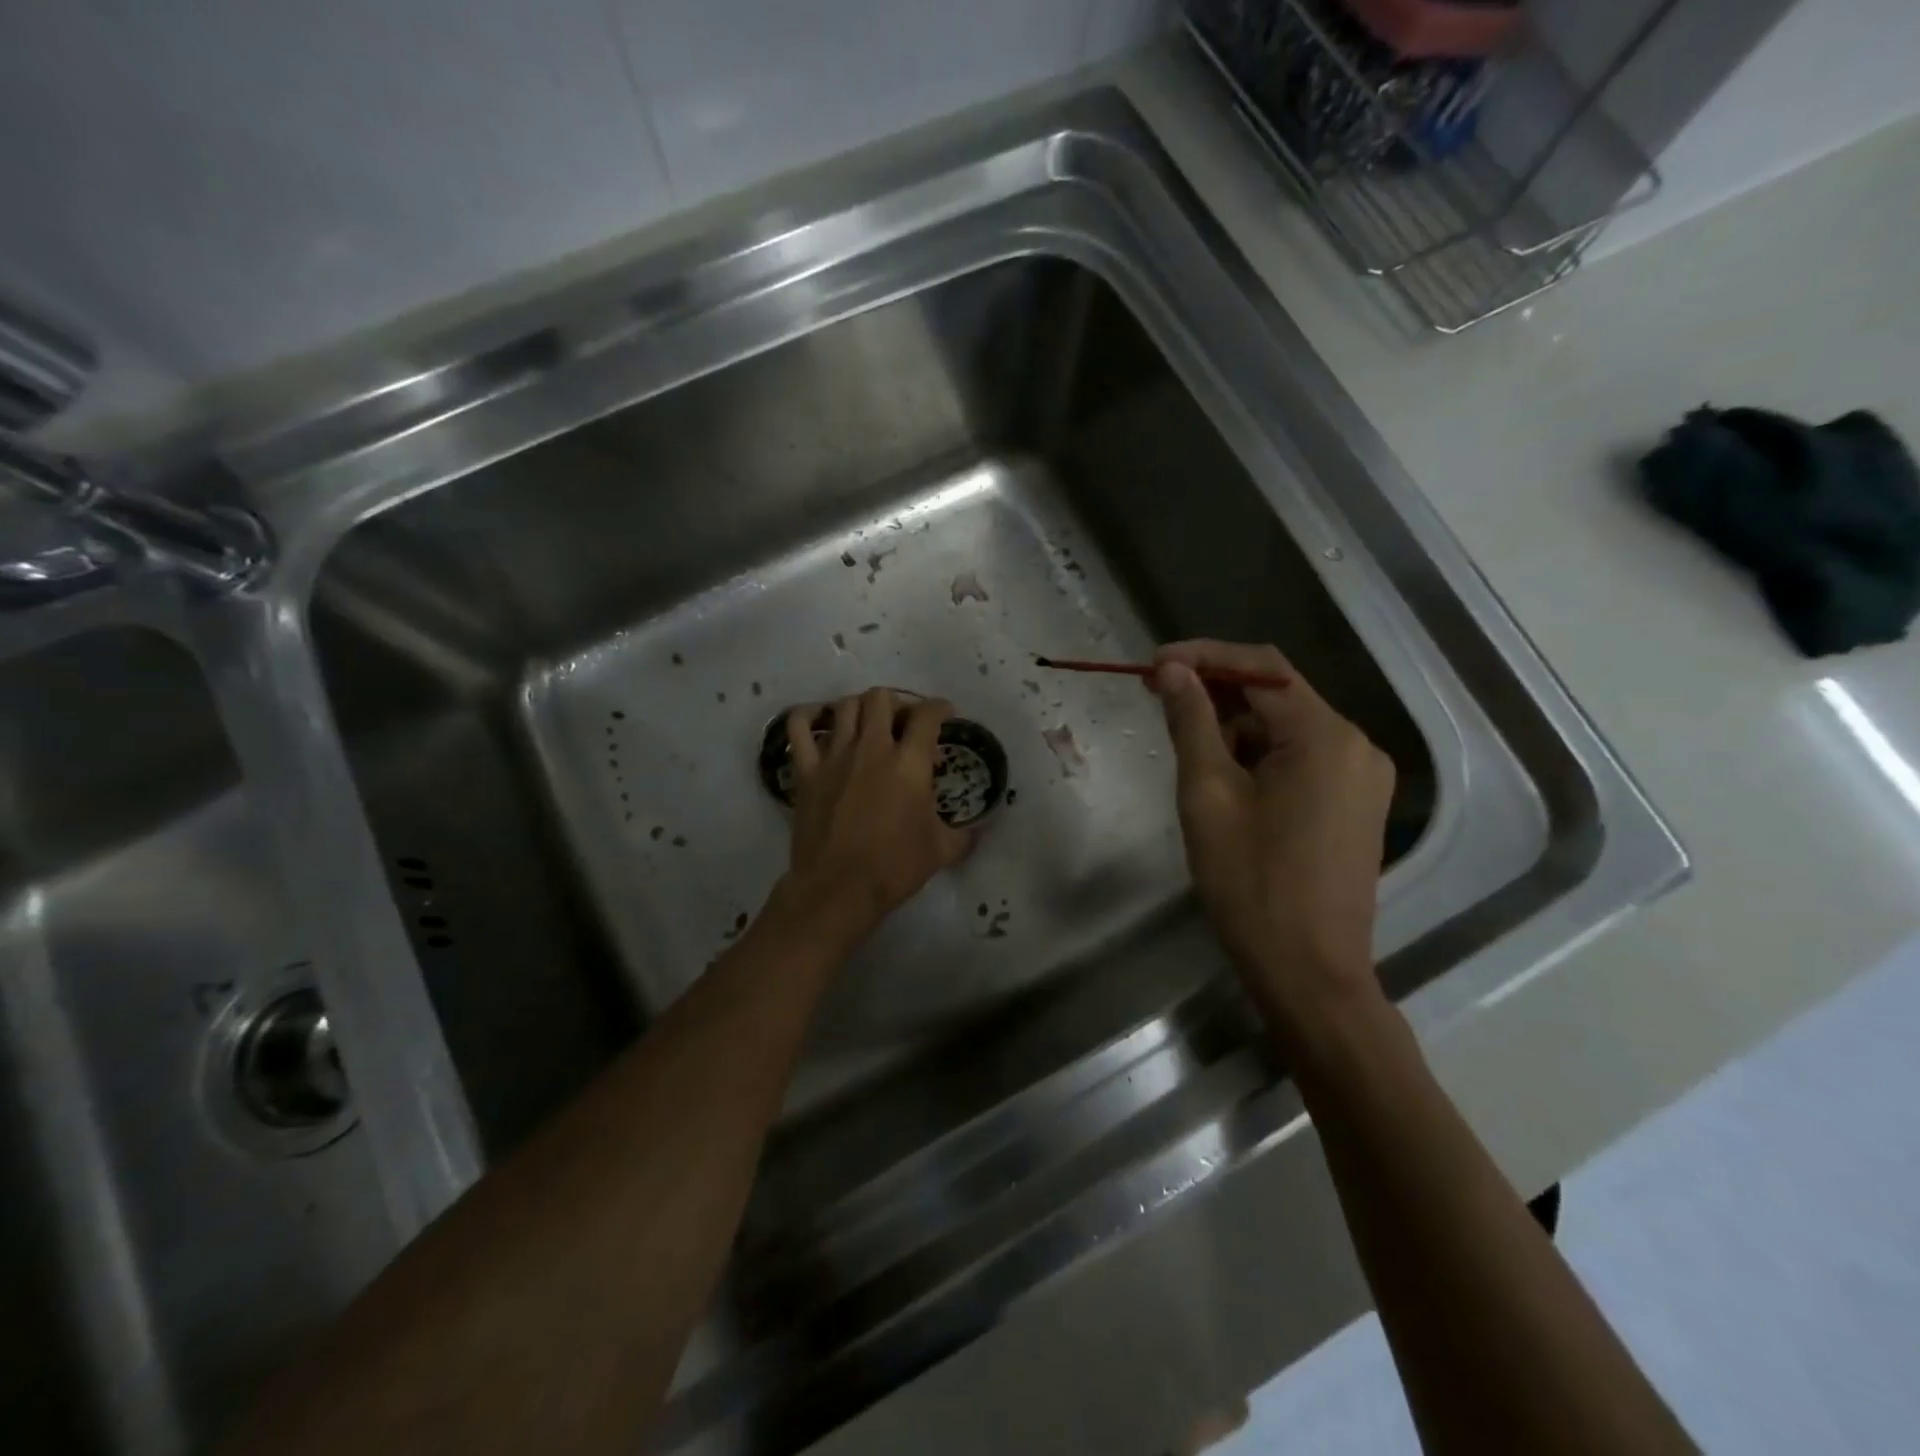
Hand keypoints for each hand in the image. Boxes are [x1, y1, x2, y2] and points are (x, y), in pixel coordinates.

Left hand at [778, 688, 975, 947]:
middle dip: (898, 703)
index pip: (927, 715)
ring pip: (845, 706)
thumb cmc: (894, 868)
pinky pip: (798, 728)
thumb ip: (965, 833)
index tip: (944, 715)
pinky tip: (818, 720)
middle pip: (882, 698)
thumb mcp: (942, 850)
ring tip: (868, 723)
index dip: (940, 708)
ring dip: (860, 707)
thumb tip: (983, 826)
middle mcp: (872, 748)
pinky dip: (807, 716)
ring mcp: (835, 756)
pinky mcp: (806, 771)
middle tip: (904, 723)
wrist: (838, 889)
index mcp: (909, 763)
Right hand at [1151, 640, 1394, 1028]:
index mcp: (1325, 736)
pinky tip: (1225, 779)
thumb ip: (1192, 722)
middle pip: (1277, 695)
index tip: (1152, 665)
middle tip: (1159, 700)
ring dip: (1235, 728)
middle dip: (1216, 693)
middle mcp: (1355, 745)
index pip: (1261, 668)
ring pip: (1287, 728)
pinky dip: (1259, 756)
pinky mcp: (1356, 804)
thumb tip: (1172, 670)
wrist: (1308, 971)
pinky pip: (1302, 758)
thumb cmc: (1251, 883)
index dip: (1203, 657)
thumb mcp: (1208, 795)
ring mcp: (1362, 776)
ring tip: (1188, 753)